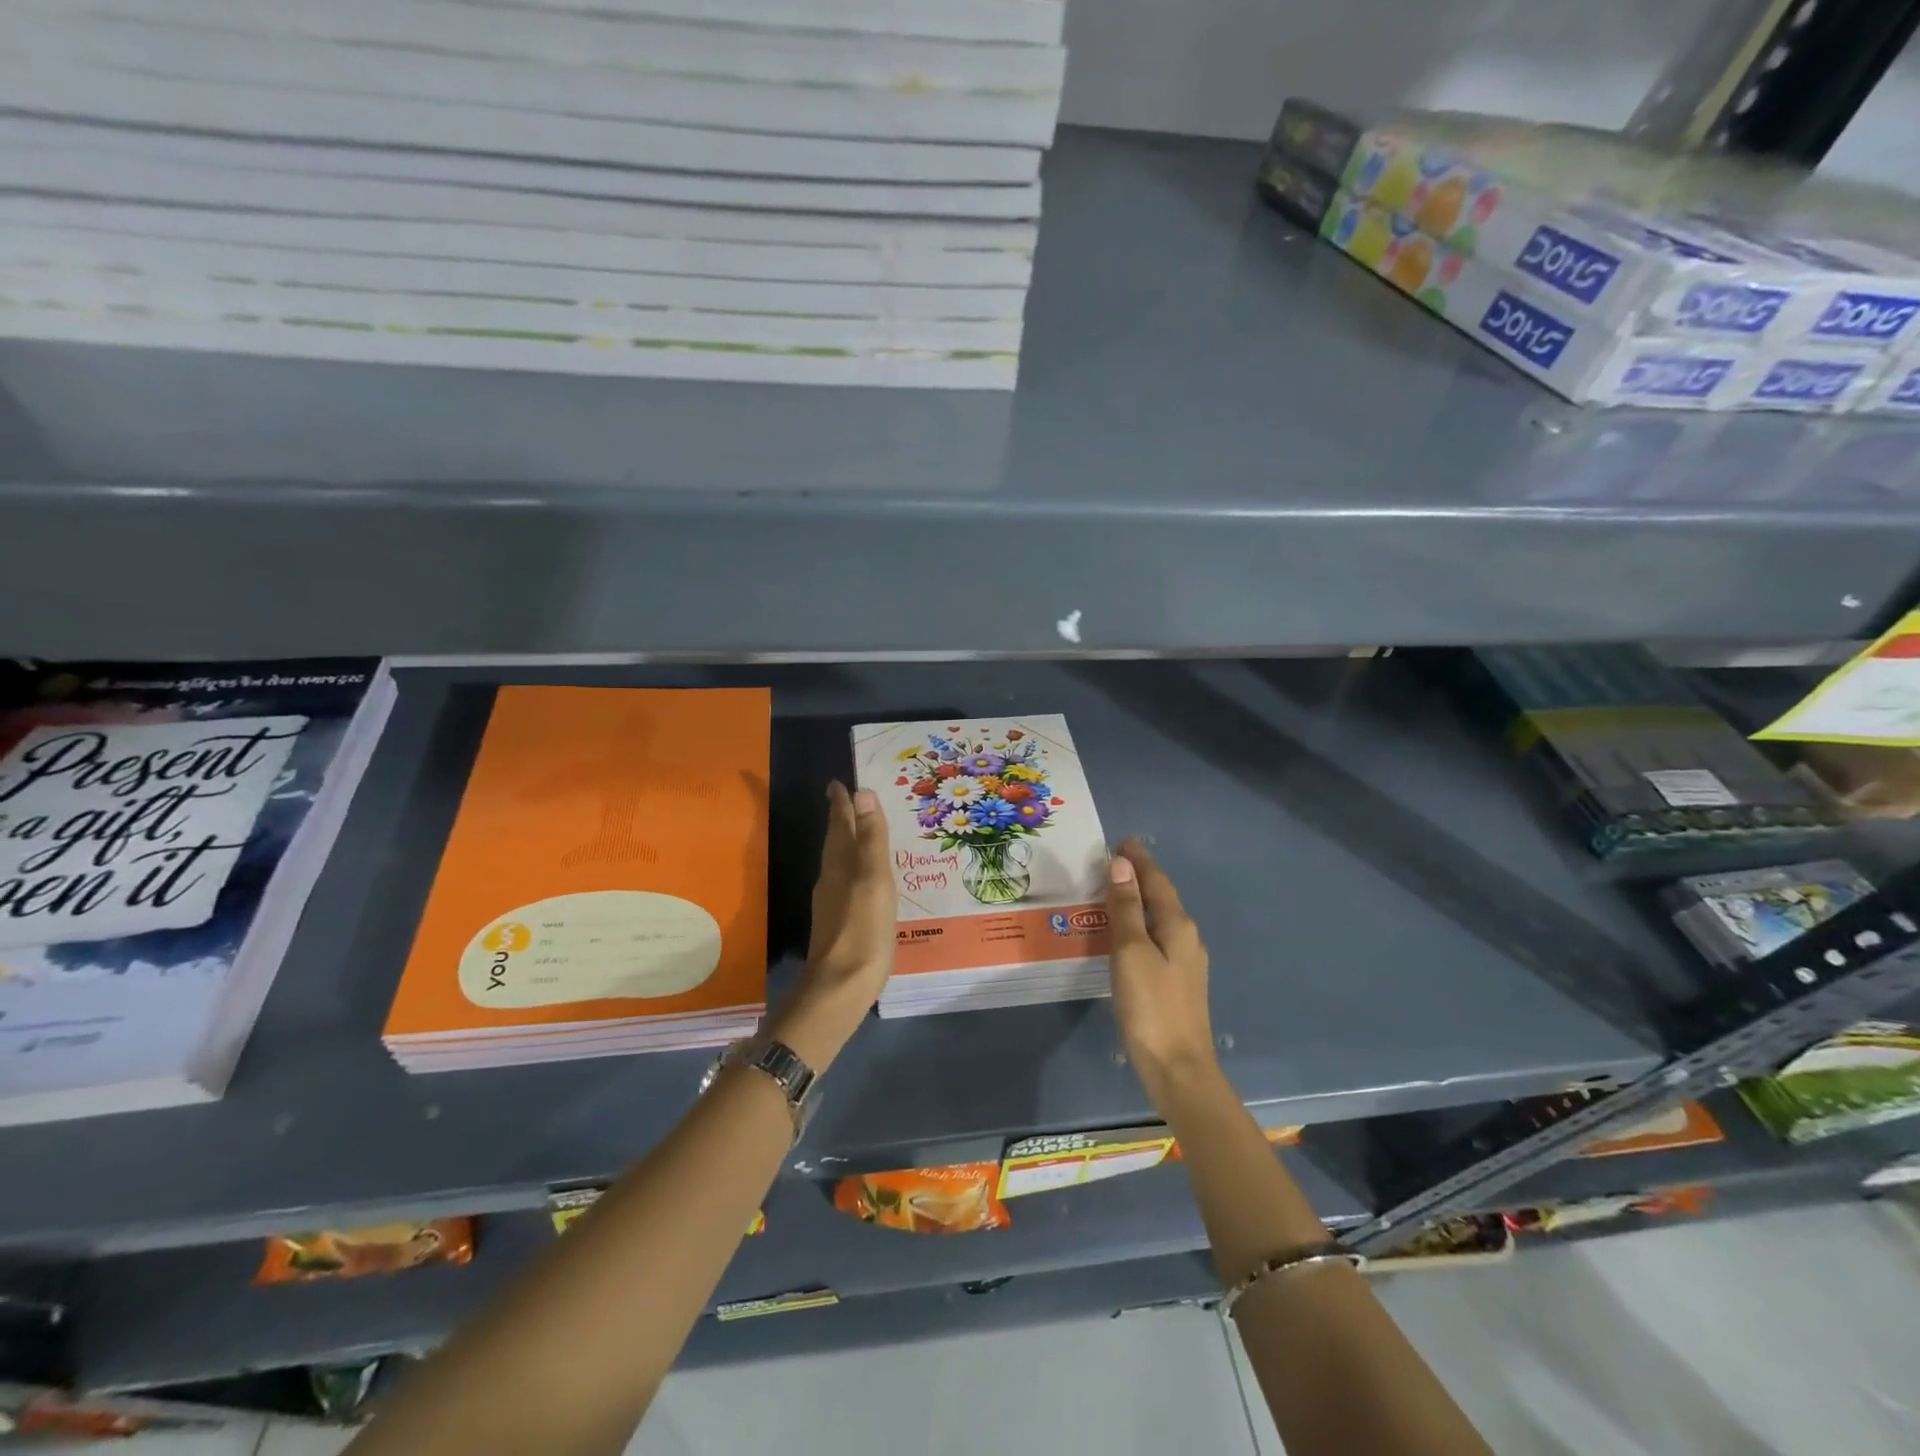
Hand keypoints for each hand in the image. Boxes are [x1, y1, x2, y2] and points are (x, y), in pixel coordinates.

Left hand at [769, 782, 895, 1072]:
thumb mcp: (874, 879)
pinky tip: (866, 878)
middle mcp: (831, 878)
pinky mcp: (840, 922)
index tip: (838, 783)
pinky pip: (848, 882)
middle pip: (836, 841)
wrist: (841, 988)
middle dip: (842, 819)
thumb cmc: (863, 930)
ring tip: (862, 831)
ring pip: (840, 861)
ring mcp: (833, 902)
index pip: (840, 824)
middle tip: (850, 800)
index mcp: (840, 864)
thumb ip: (871, 838)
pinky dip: (855, 868)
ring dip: (848, 842)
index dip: (841, 803)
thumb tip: (862, 792)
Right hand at [1105, 838, 1217, 1100]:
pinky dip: (1139, 924)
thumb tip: (1121, 864)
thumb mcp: (1131, 951)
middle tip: (1112, 861)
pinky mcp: (1176, 982)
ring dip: (1138, 901)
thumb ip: (1126, 907)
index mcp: (1177, 925)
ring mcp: (1184, 962)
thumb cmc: (1151, 1005)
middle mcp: (1186, 938)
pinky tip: (1125, 934)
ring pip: (1159, 918)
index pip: (1157, 881)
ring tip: (1113, 890)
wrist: (1178, 1068)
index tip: (1122, 841)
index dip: (1139, 860)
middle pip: (1161, 897)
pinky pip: (1156, 938)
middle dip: (1139, 877)